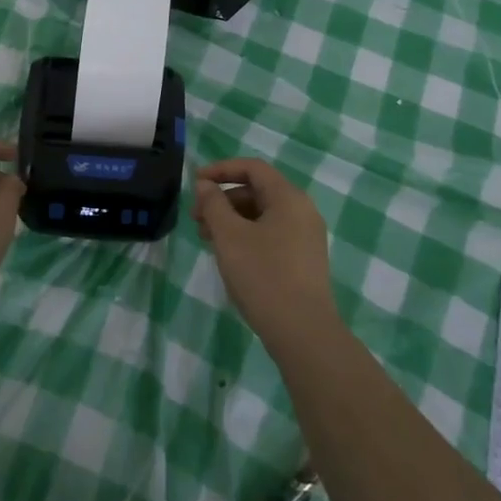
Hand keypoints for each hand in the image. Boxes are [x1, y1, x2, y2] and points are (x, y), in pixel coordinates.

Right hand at [193, 158, 337, 345]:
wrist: (303, 332)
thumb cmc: (263, 275)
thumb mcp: (230, 236)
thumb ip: (214, 204)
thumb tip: (205, 185)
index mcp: (288, 198)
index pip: (253, 168)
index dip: (221, 169)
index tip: (195, 182)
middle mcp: (302, 211)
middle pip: (257, 191)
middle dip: (223, 199)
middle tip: (196, 218)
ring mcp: (305, 237)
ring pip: (262, 215)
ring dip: (231, 219)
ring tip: (206, 238)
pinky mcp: (303, 260)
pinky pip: (270, 234)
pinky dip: (246, 235)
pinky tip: (228, 254)